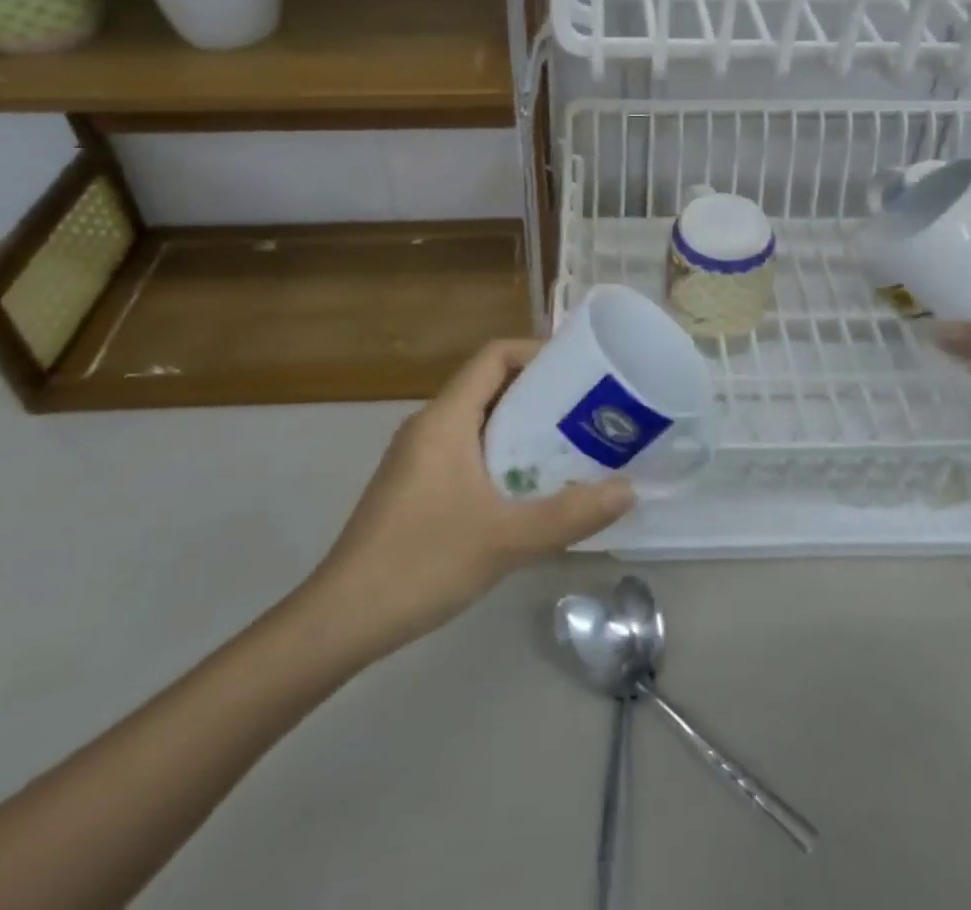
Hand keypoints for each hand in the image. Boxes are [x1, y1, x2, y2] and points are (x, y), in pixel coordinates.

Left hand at [308, 339, 635, 652]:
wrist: (341, 620)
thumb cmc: (422, 563)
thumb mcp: (505, 539)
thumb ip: (570, 514)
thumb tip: (629, 490)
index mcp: (445, 418)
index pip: (493, 356)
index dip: (536, 351)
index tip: (579, 369)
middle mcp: (429, 425)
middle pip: (488, 385)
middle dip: (538, 391)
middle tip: (587, 410)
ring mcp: (417, 456)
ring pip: (477, 420)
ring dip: (521, 426)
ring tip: (569, 446)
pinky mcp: (414, 485)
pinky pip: (464, 449)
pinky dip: (500, 454)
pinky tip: (527, 489)